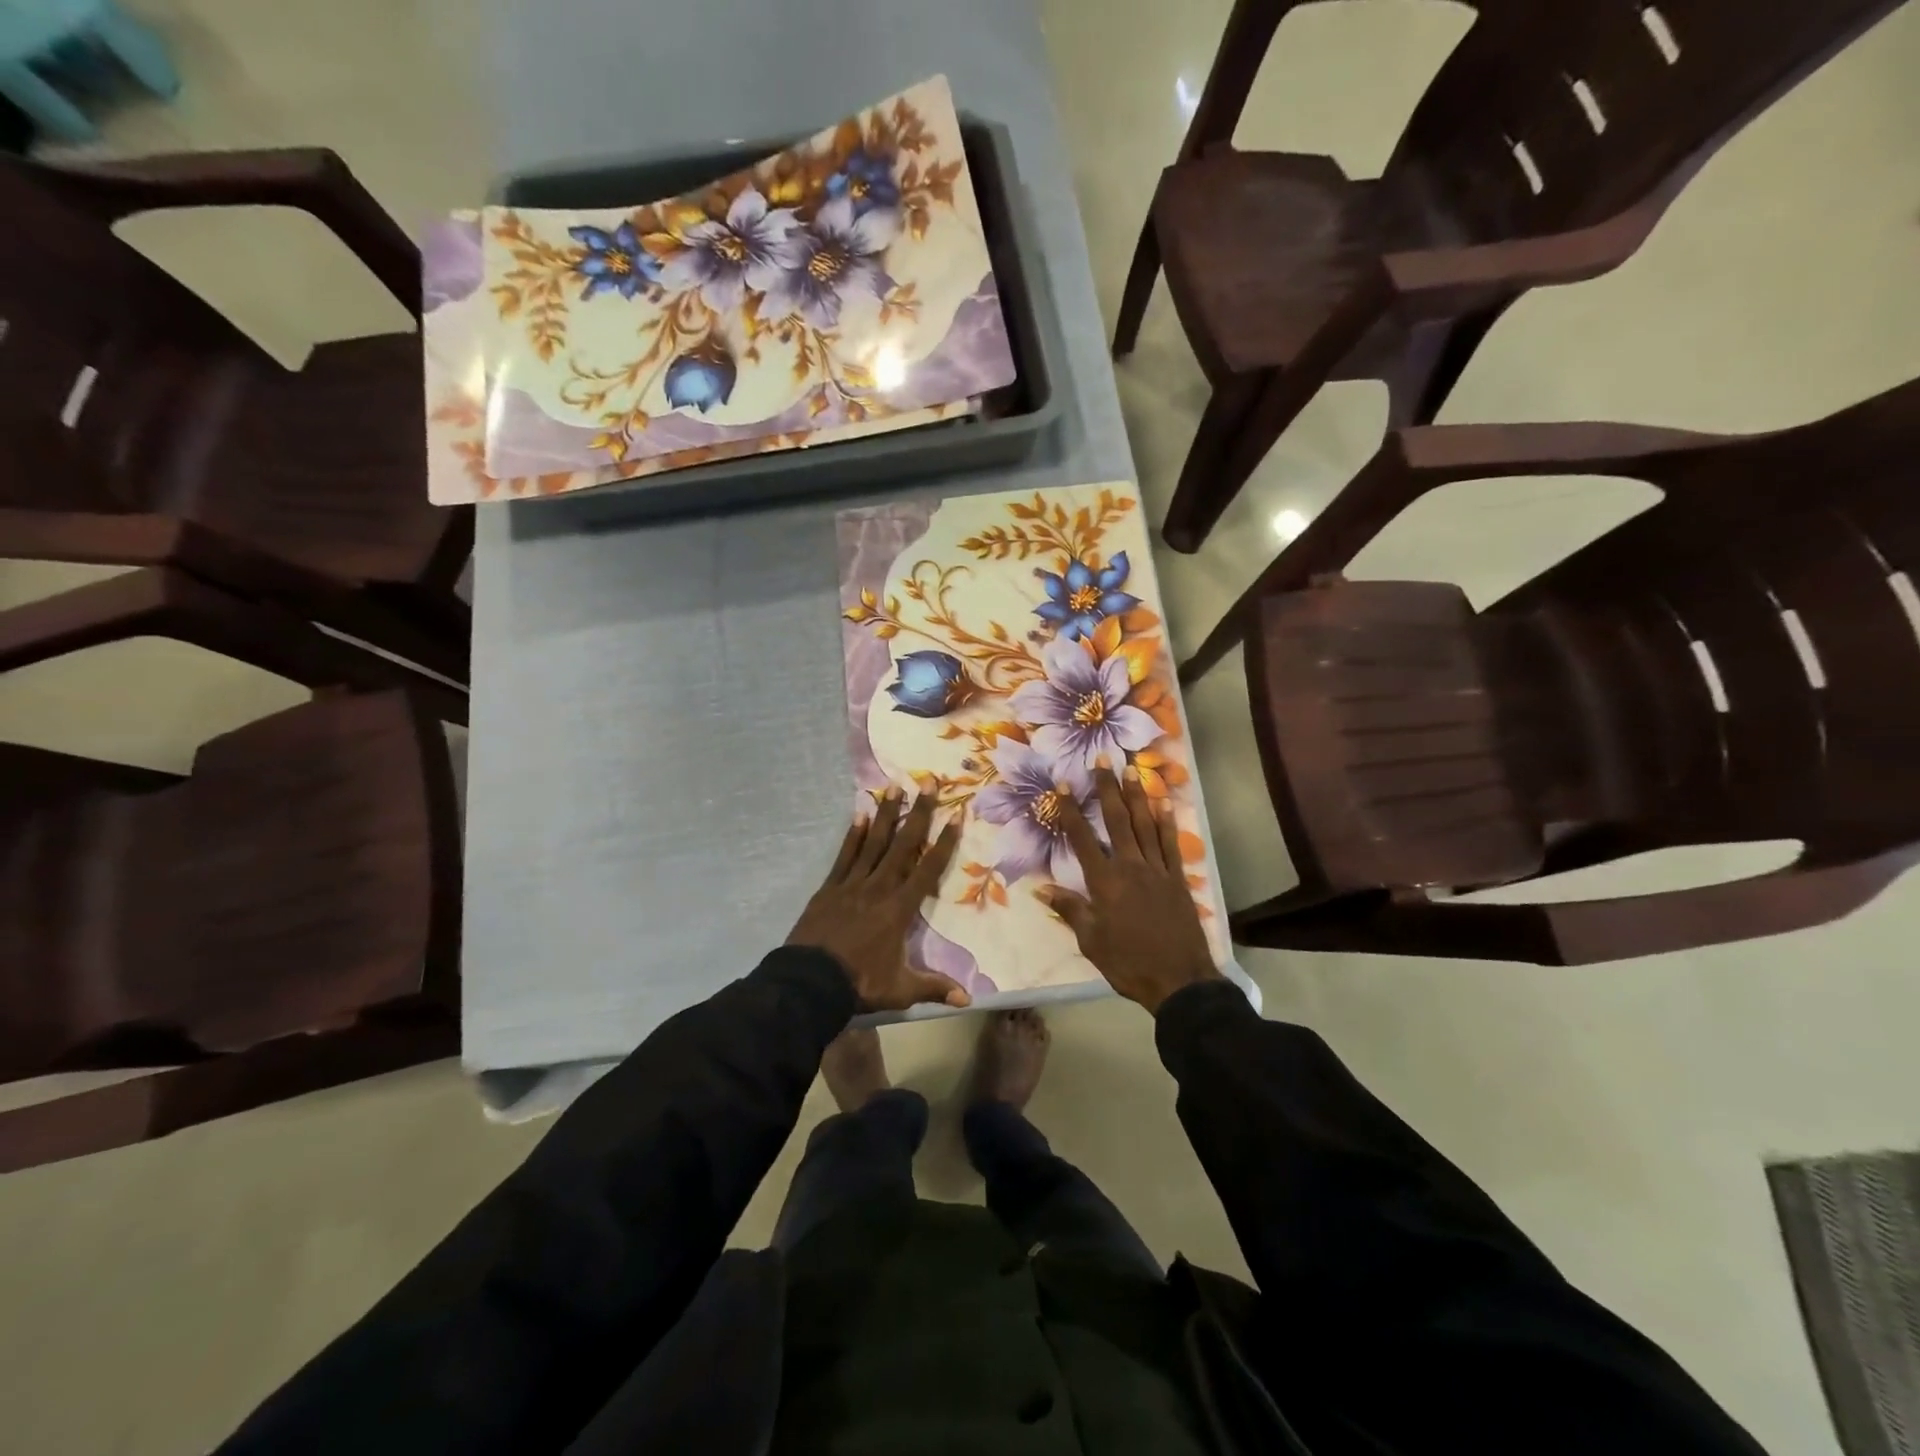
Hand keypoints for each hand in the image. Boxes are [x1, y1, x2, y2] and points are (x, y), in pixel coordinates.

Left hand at [788, 789, 971, 1012]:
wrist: (808, 983)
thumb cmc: (859, 984)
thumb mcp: (900, 989)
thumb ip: (934, 988)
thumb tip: (968, 1000)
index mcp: (899, 909)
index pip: (928, 869)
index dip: (945, 842)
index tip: (957, 814)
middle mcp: (879, 888)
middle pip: (903, 844)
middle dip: (919, 812)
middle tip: (928, 781)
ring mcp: (852, 884)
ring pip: (873, 842)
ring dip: (886, 814)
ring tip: (895, 787)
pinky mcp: (829, 887)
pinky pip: (844, 855)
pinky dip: (852, 835)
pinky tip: (859, 813)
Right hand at [1041, 766, 1220, 1014]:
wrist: (1180, 981)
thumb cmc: (1128, 963)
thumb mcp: (1091, 942)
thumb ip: (1070, 910)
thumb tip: (1042, 889)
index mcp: (1104, 882)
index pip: (1082, 839)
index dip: (1071, 811)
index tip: (1063, 785)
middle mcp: (1130, 867)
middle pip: (1117, 821)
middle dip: (1108, 789)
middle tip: (1103, 761)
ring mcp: (1157, 870)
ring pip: (1145, 825)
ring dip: (1137, 796)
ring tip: (1132, 770)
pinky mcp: (1177, 879)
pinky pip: (1170, 844)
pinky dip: (1167, 822)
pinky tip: (1164, 803)